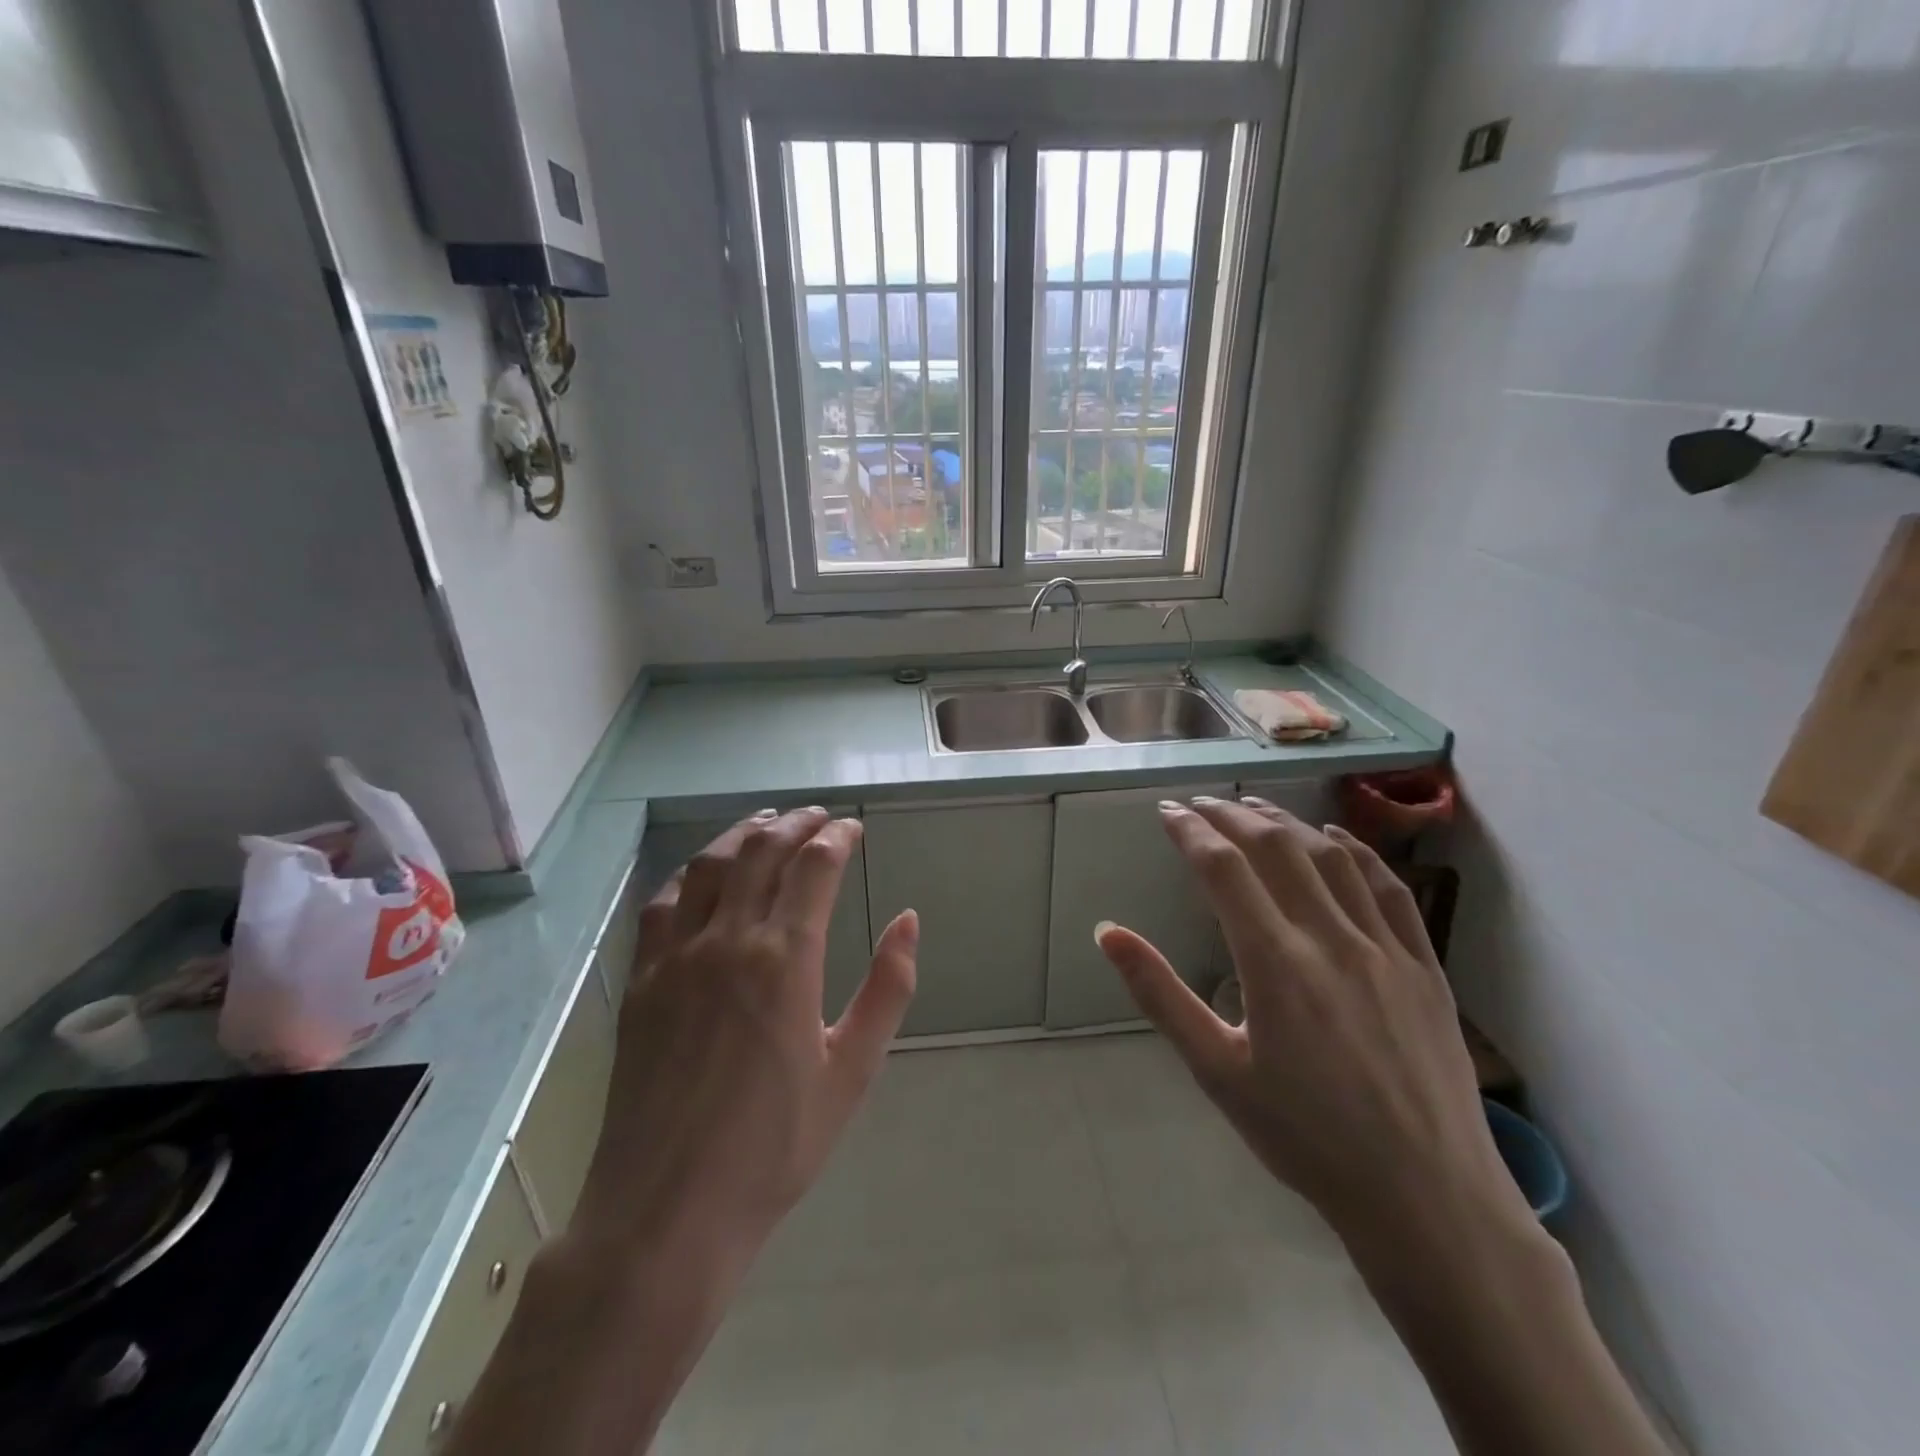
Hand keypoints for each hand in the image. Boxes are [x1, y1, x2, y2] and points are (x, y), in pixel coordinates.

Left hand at [573, 808, 919, 1270]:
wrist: (668, 1211)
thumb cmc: (774, 1146)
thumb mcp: (852, 1071)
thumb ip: (887, 988)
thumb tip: (908, 919)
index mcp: (785, 959)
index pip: (815, 866)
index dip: (838, 837)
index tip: (854, 829)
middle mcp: (728, 941)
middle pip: (763, 851)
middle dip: (796, 823)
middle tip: (819, 817)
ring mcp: (676, 957)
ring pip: (709, 865)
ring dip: (743, 834)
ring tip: (767, 823)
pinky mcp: (642, 980)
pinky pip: (662, 904)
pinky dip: (690, 873)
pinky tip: (703, 873)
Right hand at [1096, 797, 1524, 1243]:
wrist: (1425, 1198)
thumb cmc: (1305, 1137)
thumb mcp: (1215, 1070)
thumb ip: (1159, 993)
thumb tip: (1107, 932)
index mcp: (1275, 963)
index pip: (1223, 869)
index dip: (1190, 831)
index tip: (1167, 811)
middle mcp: (1331, 939)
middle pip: (1276, 848)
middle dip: (1232, 815)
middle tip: (1201, 803)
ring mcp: (1385, 948)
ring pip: (1332, 858)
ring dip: (1287, 822)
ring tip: (1255, 808)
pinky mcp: (1425, 966)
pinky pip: (1389, 889)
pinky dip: (1357, 851)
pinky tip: (1336, 838)